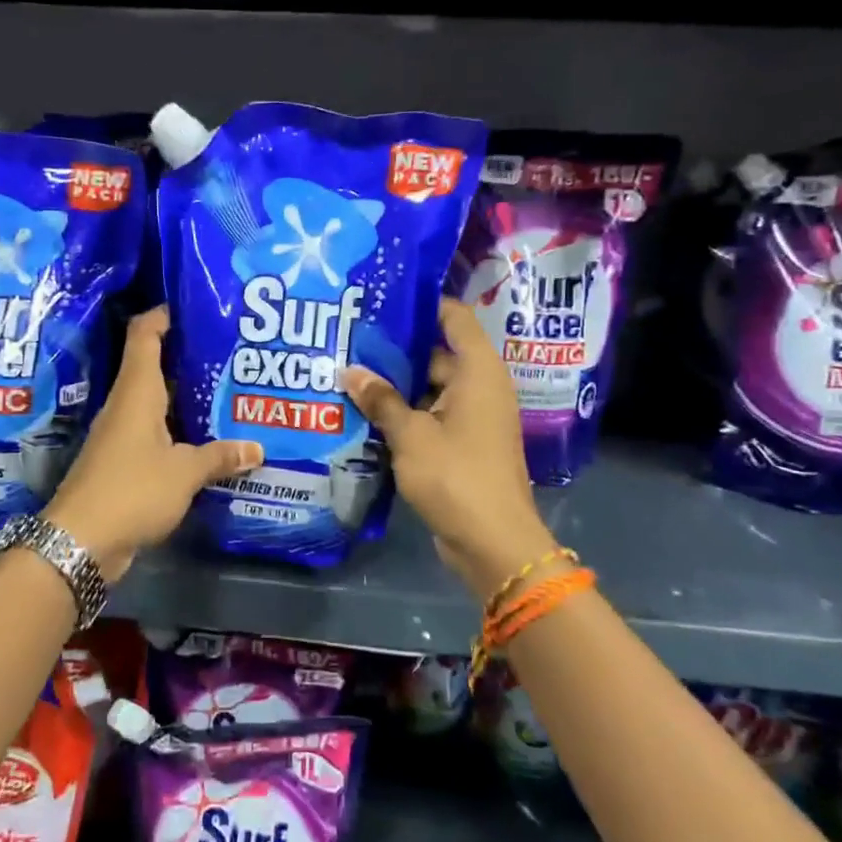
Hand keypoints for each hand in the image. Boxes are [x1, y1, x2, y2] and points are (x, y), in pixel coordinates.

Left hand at [46, 307, 262, 580]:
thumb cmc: (132, 490)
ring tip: (226, 391)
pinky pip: (156, 434)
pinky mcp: (123, 463)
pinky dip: (180, 431)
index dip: (164, 315)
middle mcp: (127, 405)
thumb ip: (219, 457)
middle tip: (229, 352)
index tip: (194, 306)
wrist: (80, 541)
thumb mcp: (184, 472)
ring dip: (186, 397)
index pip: (145, 335)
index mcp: (137, 392)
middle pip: (154, 366)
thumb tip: (257, 448)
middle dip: (188, 356)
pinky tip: (207, 440)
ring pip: (157, 403)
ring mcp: (122, 435)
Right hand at [342, 299, 548, 594]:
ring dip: (395, 385)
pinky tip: (365, 413)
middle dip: (395, 349)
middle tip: (350, 339)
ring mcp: (472, 417)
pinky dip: (404, 413)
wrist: (493, 542)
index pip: (454, 317)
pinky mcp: (462, 444)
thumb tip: (350, 372)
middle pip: (437, 352)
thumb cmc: (456, 476)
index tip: (380, 299)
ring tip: (349, 374)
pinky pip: (430, 415)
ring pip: (429, 387)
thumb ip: (380, 399)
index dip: (421, 303)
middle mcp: (480, 387)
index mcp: (478, 371)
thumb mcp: (410, 434)